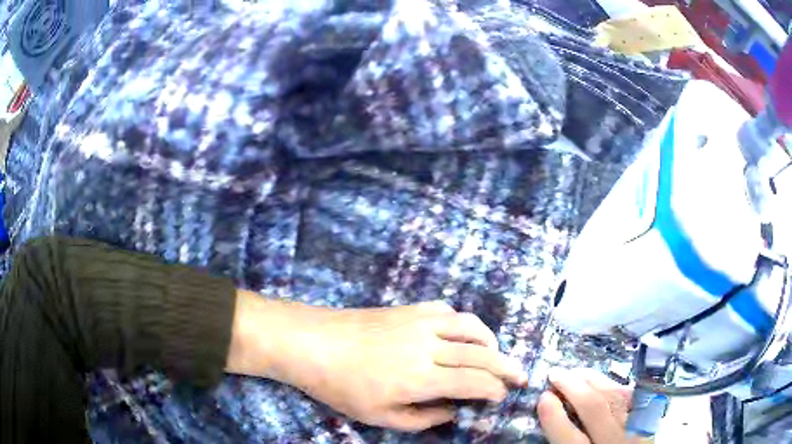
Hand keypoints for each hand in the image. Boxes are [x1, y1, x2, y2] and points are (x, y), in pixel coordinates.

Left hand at [229, 298, 527, 431]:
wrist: (311, 343)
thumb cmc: (340, 386)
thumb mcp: (378, 417)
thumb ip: (421, 419)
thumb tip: (452, 410)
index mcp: (420, 378)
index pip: (474, 382)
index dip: (495, 390)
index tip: (502, 396)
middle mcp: (427, 346)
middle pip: (481, 353)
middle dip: (507, 366)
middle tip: (520, 375)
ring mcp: (418, 322)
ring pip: (470, 325)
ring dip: (490, 340)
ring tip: (496, 354)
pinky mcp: (408, 309)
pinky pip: (447, 310)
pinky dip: (463, 322)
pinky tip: (461, 333)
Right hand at [538, 369, 636, 443]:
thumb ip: (564, 441)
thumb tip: (551, 412)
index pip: (569, 437)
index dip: (554, 416)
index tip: (543, 397)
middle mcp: (614, 441)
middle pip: (594, 409)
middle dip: (572, 387)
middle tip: (554, 374)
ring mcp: (634, 428)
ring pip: (614, 396)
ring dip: (592, 379)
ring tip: (574, 372)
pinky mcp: (646, 419)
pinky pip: (631, 396)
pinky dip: (614, 386)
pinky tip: (601, 381)